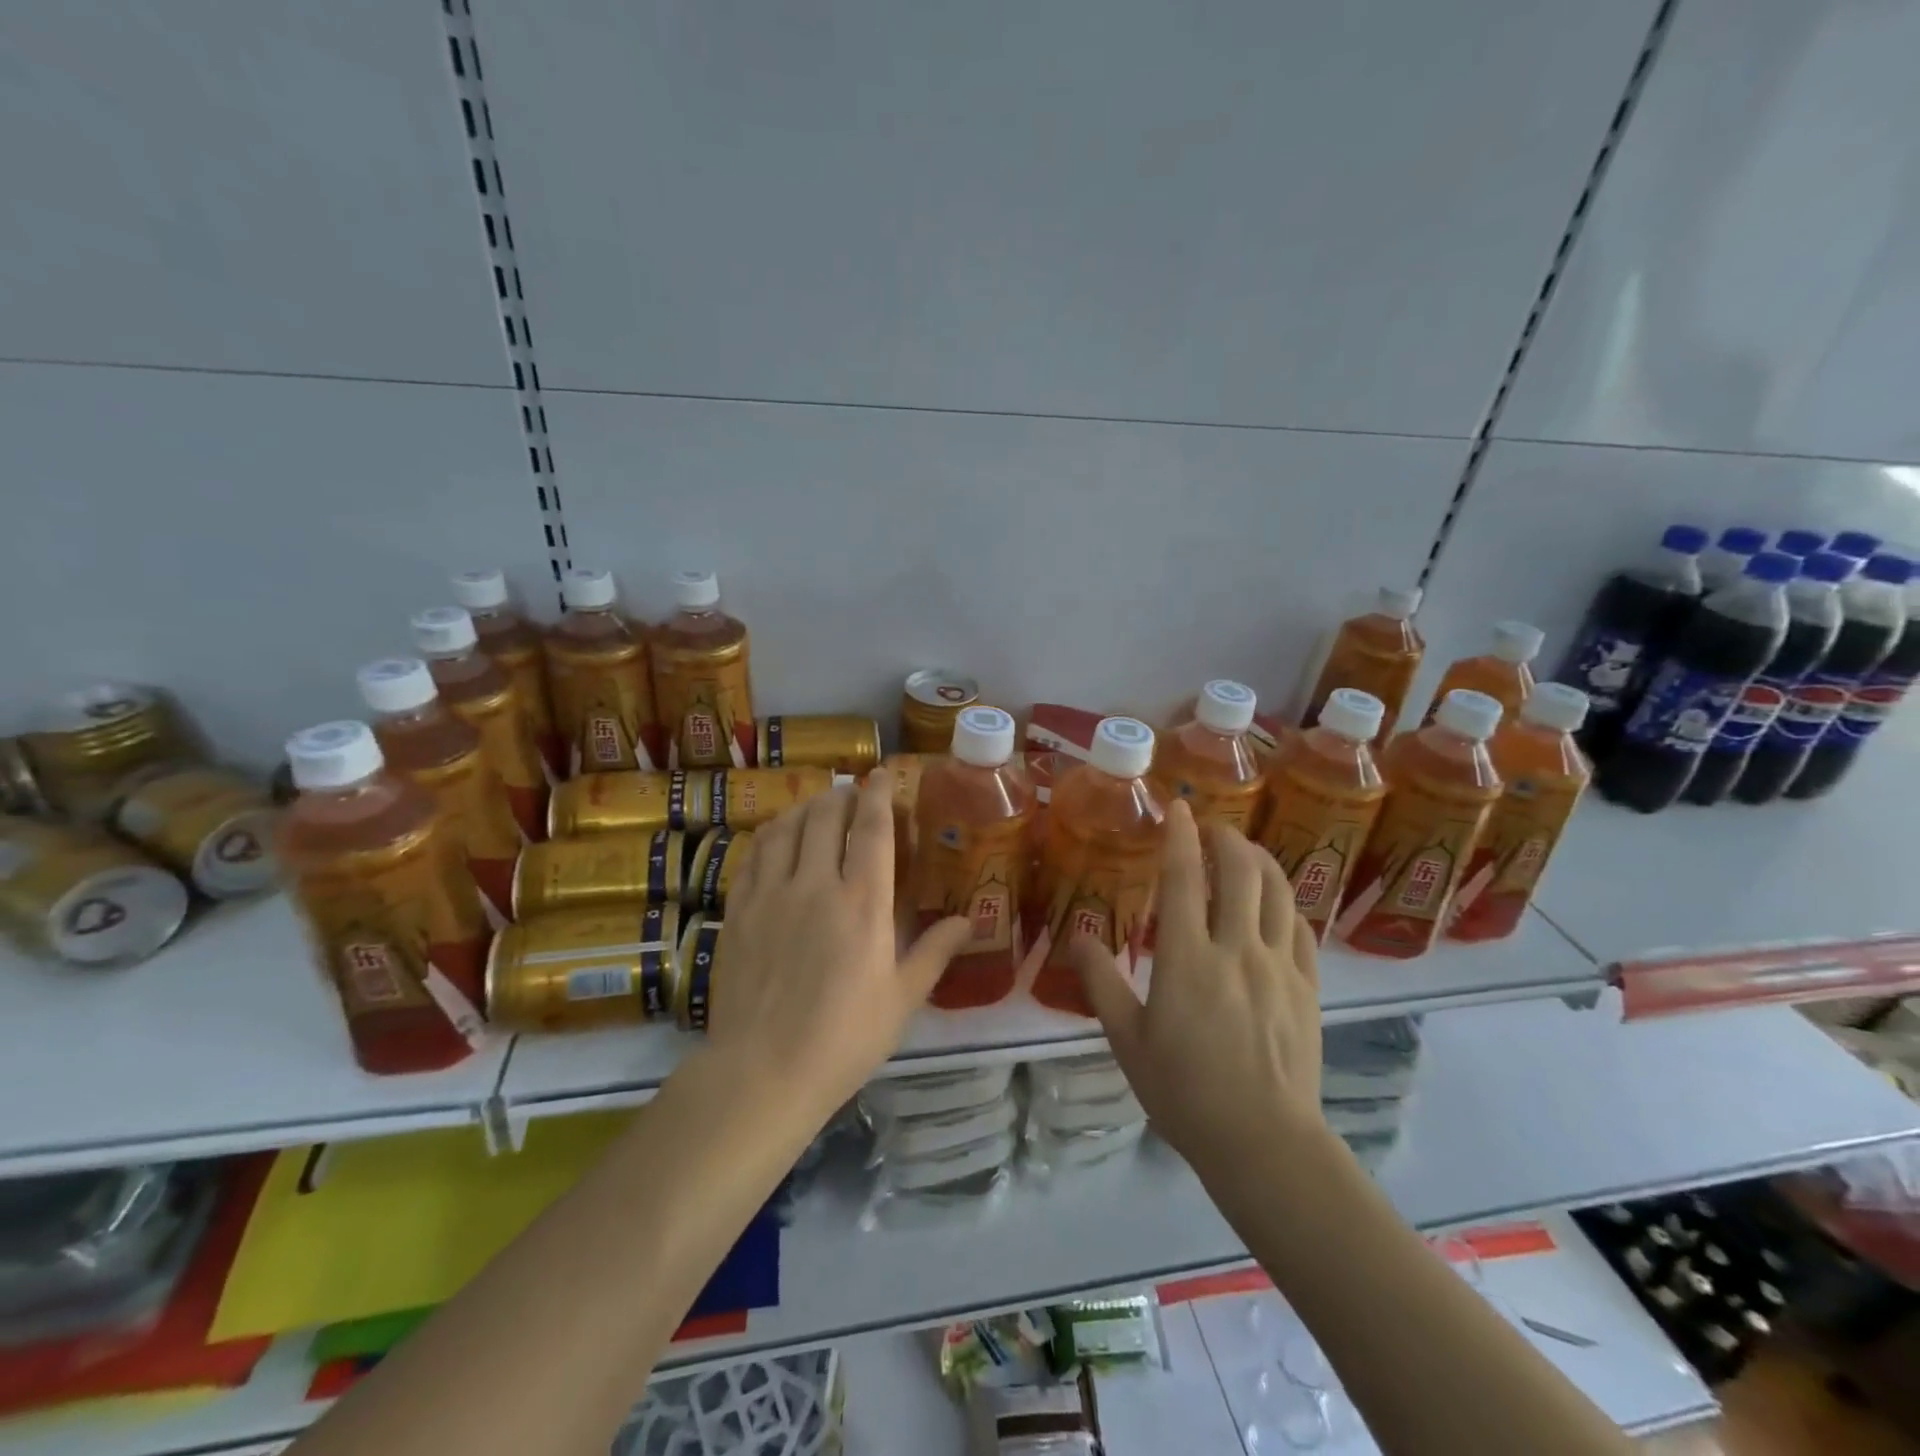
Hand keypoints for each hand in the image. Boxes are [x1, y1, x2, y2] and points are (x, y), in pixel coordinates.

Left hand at [708, 778, 972, 1127]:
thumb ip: (935, 952)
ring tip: (818, 805)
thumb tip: (970, 921)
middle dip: (842, 795)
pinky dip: (771, 833)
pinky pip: (754, 854)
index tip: (882, 774)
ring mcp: (770, 894)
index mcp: (863, 903)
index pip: (871, 828)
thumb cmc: (843, 1038)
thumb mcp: (901, 999)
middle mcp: (815, 884)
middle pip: (825, 816)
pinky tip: (778, 836)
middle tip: (853, 793)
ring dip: (806, 807)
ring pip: (787, 827)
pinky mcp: (738, 910)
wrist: (762, 1072)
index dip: (878, 794)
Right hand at [1066, 801, 1327, 1183]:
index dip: (1180, 836)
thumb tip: (1077, 937)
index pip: (1184, 879)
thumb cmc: (1184, 1093)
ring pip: (1277, 891)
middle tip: (1210, 827)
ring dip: (1259, 859)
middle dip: (1225, 837)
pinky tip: (1274, 903)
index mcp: (1187, 960)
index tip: (1178, 807)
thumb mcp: (1127, 1040)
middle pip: (1239, 871)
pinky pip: (1300, 928)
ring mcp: (1279, 967)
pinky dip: (1284, 902)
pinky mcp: (1308, 988)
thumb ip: (1101, 983)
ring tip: (1242, 850)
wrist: (1264, 1144)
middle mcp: (1237, 949)